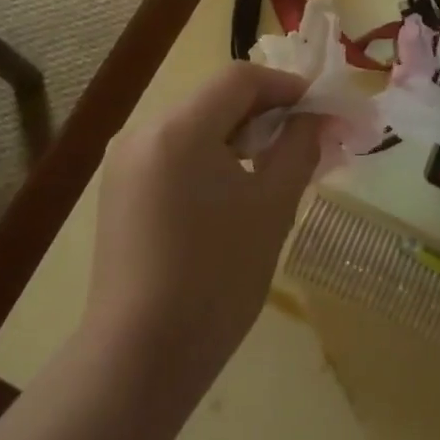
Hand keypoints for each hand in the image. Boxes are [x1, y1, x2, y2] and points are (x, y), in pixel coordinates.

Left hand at [83, 63, 321, 403]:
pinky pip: (174, 150)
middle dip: (264, 110)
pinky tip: (233, 186)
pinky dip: (209, 154)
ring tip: (274, 163)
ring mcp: (124, 160)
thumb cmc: (215, 279)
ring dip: (237, 132)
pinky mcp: (119, 188)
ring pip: (194, 123)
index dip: (285, 86)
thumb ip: (298, 148)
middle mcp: (143, 131)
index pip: (240, 79)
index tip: (319, 108)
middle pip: (215, 98)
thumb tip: (315, 118)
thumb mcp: (271, 207)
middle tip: (304, 137)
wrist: (138, 360)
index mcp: (178, 129)